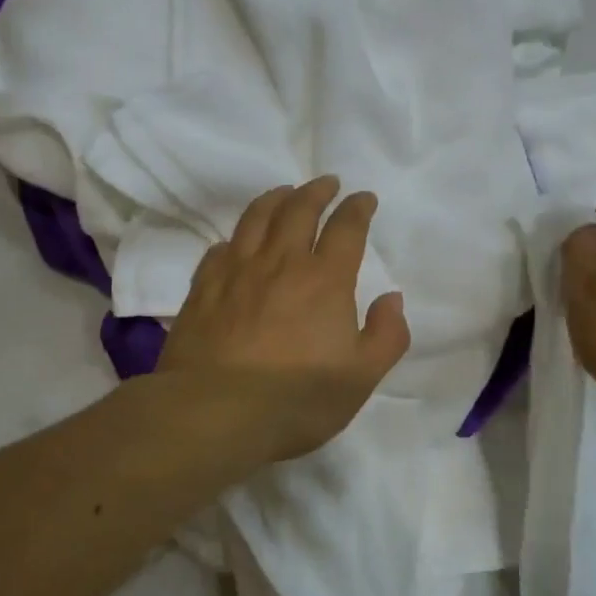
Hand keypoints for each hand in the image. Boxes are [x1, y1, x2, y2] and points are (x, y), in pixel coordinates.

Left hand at [159, 176, 410, 463]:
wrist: (215, 413)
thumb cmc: (297, 398)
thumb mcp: (361, 377)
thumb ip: (386, 335)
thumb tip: (392, 299)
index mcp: (325, 279)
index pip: (346, 228)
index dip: (357, 208)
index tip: (364, 198)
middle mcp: (281, 263)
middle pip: (299, 209)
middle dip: (316, 191)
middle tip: (326, 182)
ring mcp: (236, 272)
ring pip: (256, 218)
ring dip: (275, 198)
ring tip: (285, 192)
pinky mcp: (203, 288)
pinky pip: (220, 248)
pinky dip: (236, 237)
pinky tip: (237, 242)